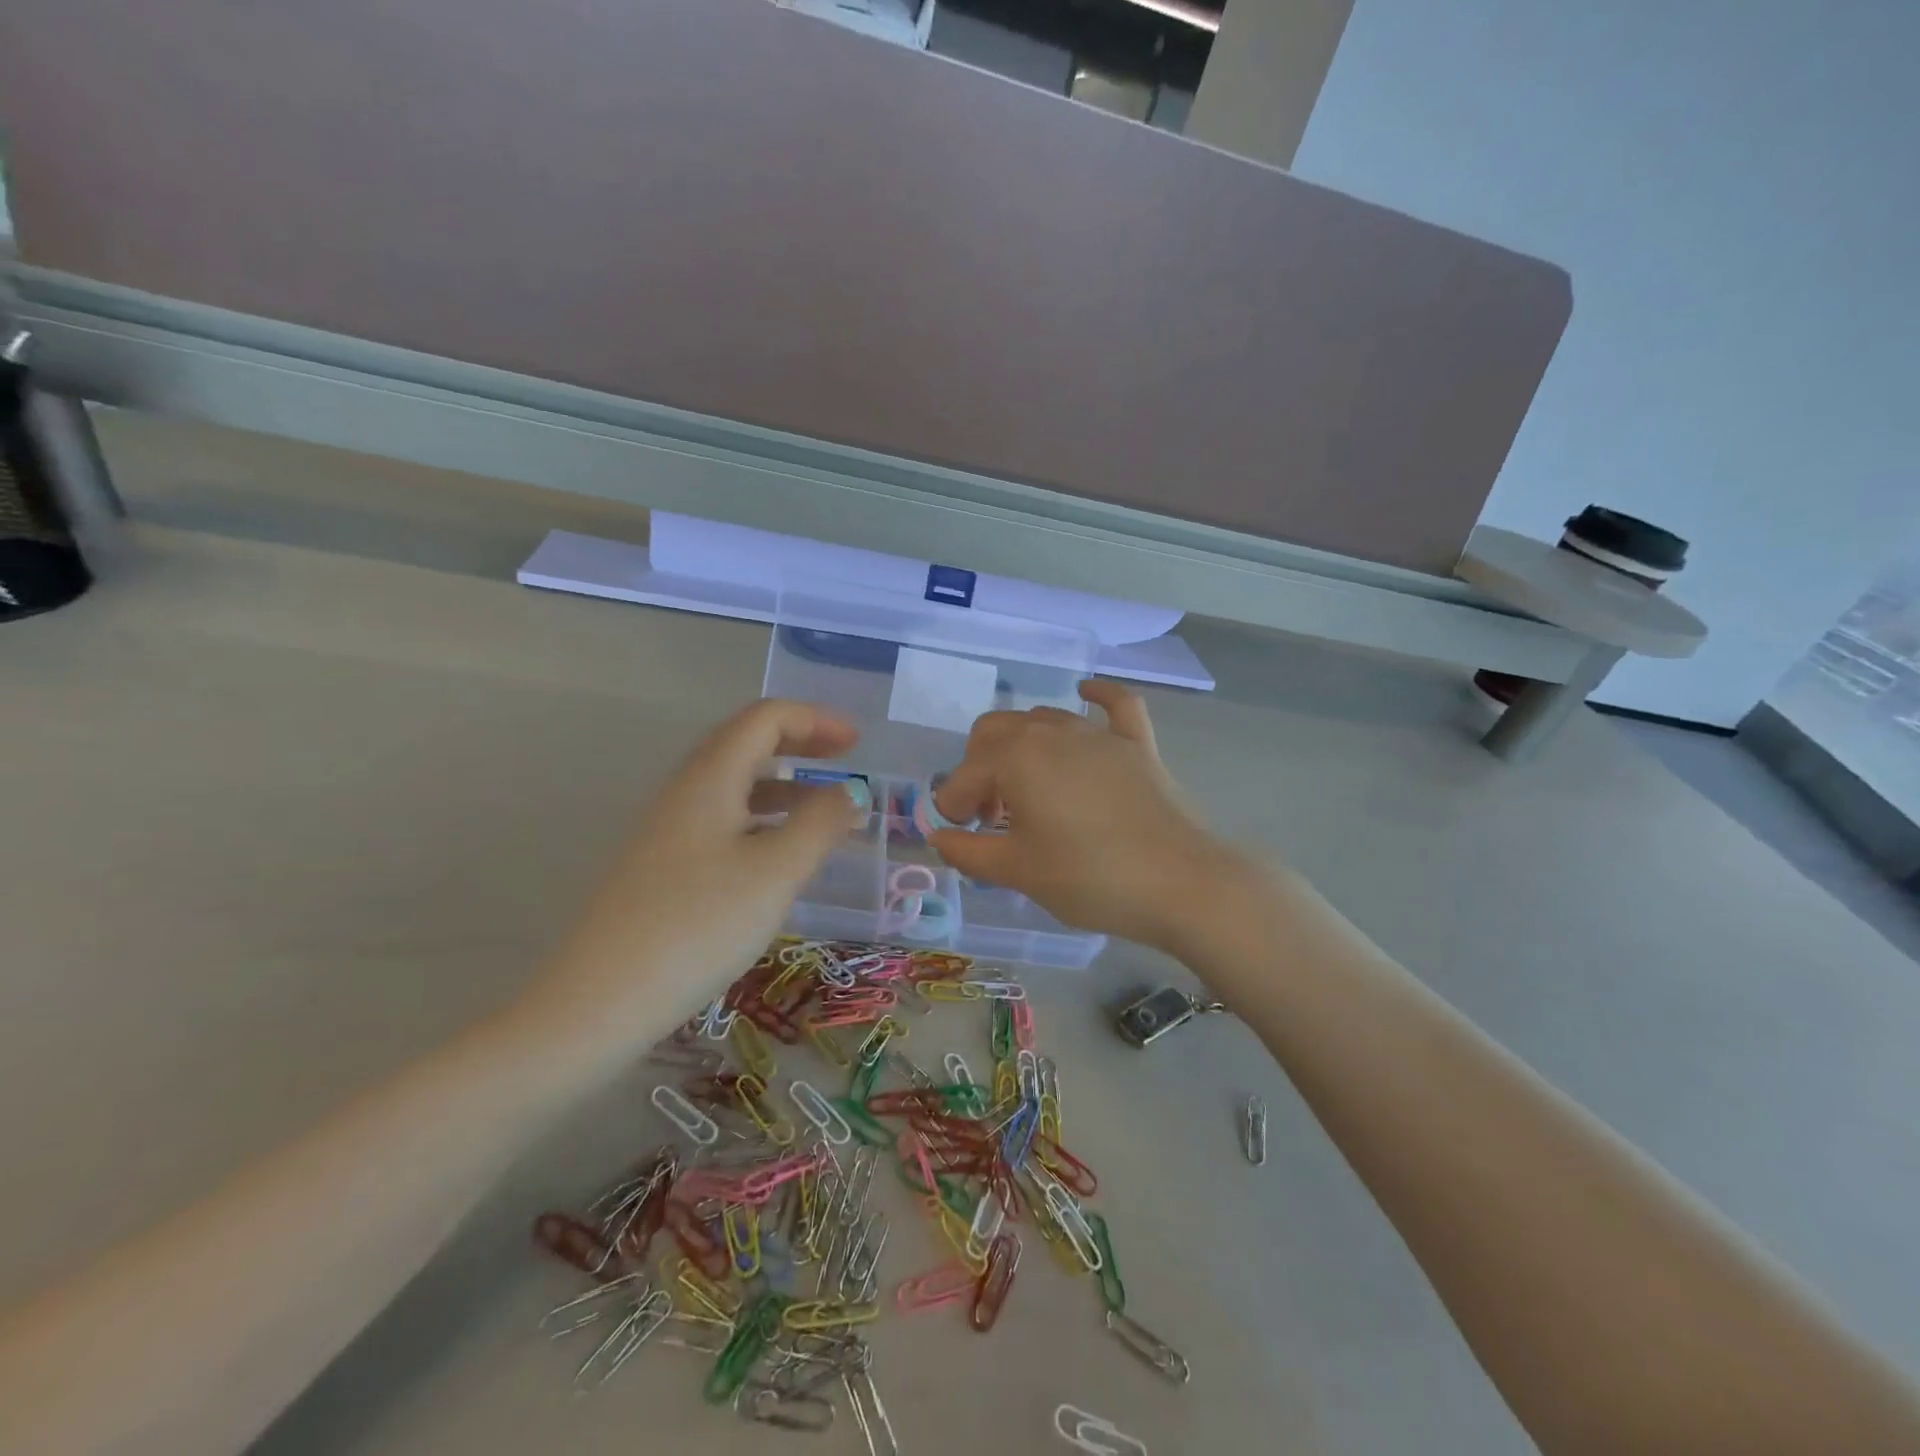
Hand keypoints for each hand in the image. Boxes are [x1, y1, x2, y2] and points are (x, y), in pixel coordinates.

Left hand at [526, 700, 862, 1037]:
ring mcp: (667, 830)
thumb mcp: (775, 873)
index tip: (858, 744)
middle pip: (745, 742)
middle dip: (799, 743)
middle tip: (844, 760)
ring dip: (782, 783)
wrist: (600, 1002)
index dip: (815, 720)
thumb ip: (819, 824)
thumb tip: (849, 791)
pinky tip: (778, 854)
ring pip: (732, 784)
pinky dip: (761, 818)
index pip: (764, 719)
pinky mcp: (662, 866)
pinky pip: (722, 819)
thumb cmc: (699, 926)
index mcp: (709, 778)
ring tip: (822, 808)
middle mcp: (684, 792)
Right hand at [928, 680, 1250, 952]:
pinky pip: (1115, 705)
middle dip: (980, 767)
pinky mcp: (1137, 744)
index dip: (953, 805)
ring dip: (1021, 747)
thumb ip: (969, 851)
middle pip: (995, 731)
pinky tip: (1086, 691)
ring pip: (1043, 719)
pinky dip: (1097, 696)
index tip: (960, 834)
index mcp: (1016, 757)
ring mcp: (1098, 734)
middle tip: (991, 815)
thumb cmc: (1090, 877)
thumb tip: (938, 837)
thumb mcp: (1019, 871)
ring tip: (1028, 791)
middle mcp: (1052, 731)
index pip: (965, 774)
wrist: (1181, 883)